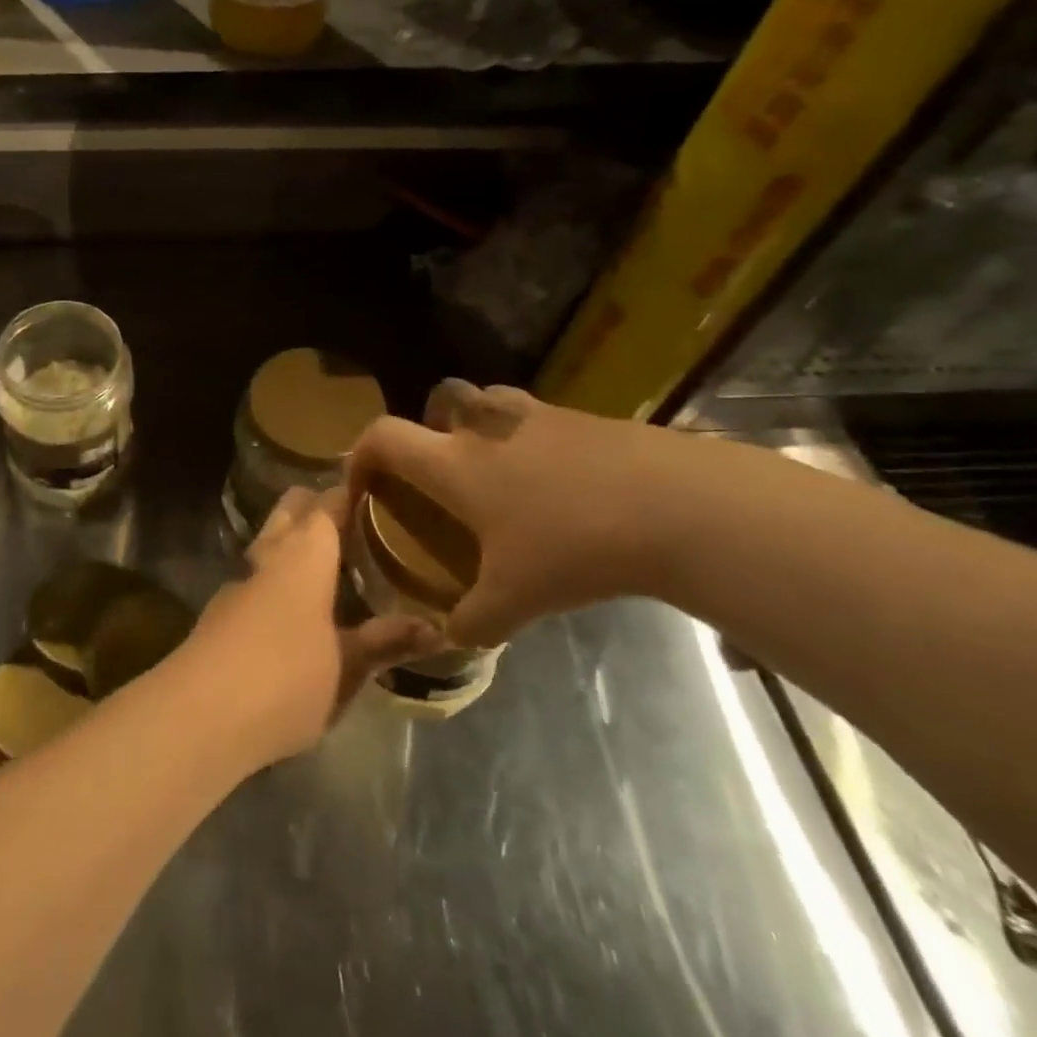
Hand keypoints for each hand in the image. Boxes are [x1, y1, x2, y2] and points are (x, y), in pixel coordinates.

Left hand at [185, 487, 441, 766]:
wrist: (200, 713)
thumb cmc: (287, 678)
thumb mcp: (348, 666)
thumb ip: (387, 642)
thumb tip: (439, 629)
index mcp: (304, 553)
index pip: (328, 503)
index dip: (351, 493)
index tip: (379, 492)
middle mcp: (268, 554)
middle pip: (291, 510)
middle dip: (316, 508)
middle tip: (356, 526)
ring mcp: (238, 581)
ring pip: (268, 542)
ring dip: (293, 543)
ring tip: (331, 565)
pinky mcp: (220, 611)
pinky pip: (256, 578)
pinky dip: (276, 578)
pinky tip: (294, 609)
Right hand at [345, 382, 681, 647]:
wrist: (676, 506)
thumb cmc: (573, 546)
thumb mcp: (514, 601)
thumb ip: (471, 622)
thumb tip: (452, 636)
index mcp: (454, 463)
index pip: (383, 437)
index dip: (360, 455)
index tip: (364, 488)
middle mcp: (486, 428)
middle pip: (439, 400)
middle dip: (429, 427)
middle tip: (443, 473)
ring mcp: (539, 416)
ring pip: (490, 401)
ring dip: (480, 425)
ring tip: (498, 473)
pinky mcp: (586, 419)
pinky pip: (541, 420)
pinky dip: (534, 442)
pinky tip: (562, 487)